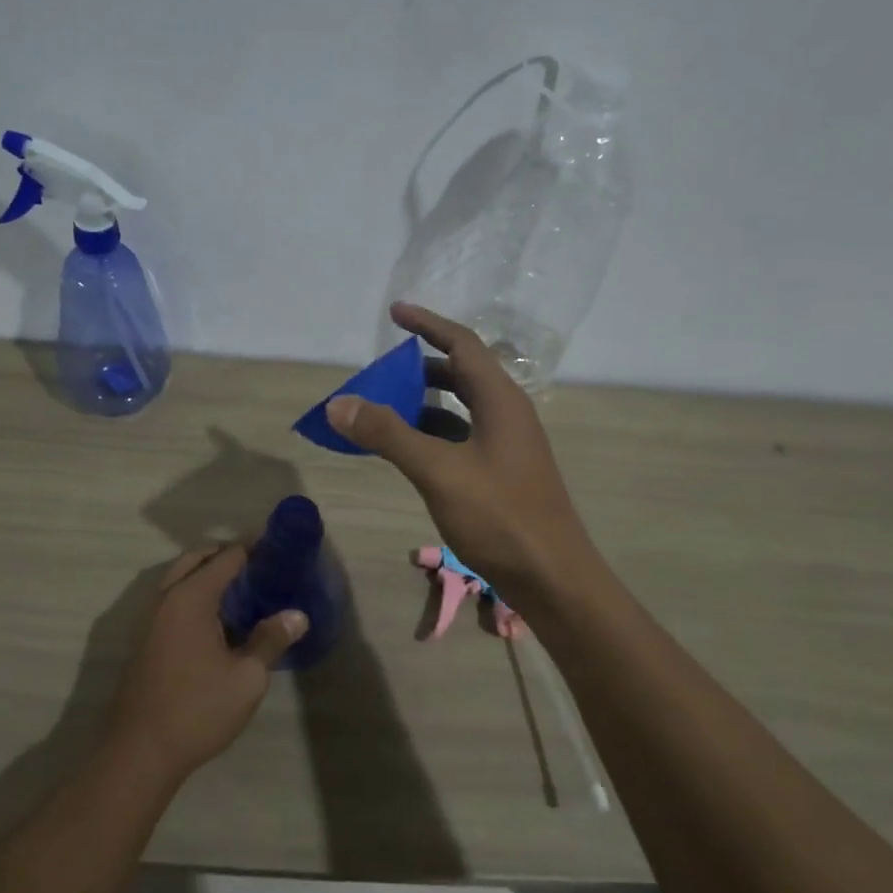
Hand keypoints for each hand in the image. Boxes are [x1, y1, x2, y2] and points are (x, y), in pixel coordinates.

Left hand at [106, 545, 305, 785]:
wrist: (140, 753)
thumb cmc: (198, 710)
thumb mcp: (246, 678)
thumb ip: (270, 640)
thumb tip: (297, 616)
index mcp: (190, 598)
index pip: (226, 557)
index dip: (253, 550)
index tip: (278, 551)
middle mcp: (166, 598)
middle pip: (197, 560)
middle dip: (227, 557)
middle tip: (260, 569)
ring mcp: (149, 618)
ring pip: (180, 578)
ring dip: (206, 575)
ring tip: (241, 592)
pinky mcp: (143, 639)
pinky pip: (171, 599)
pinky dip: (193, 594)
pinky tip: (217, 620)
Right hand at [326, 303, 598, 603]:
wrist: (554, 579)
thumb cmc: (501, 517)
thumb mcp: (439, 472)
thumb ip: (389, 434)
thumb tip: (339, 403)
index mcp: (500, 400)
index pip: (462, 344)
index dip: (428, 323)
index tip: (394, 312)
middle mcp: (507, 414)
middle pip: (461, 373)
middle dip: (420, 366)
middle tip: (381, 369)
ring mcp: (507, 445)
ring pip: (460, 408)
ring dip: (424, 402)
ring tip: (383, 406)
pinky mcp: (502, 472)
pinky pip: (461, 436)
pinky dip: (432, 433)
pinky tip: (407, 449)